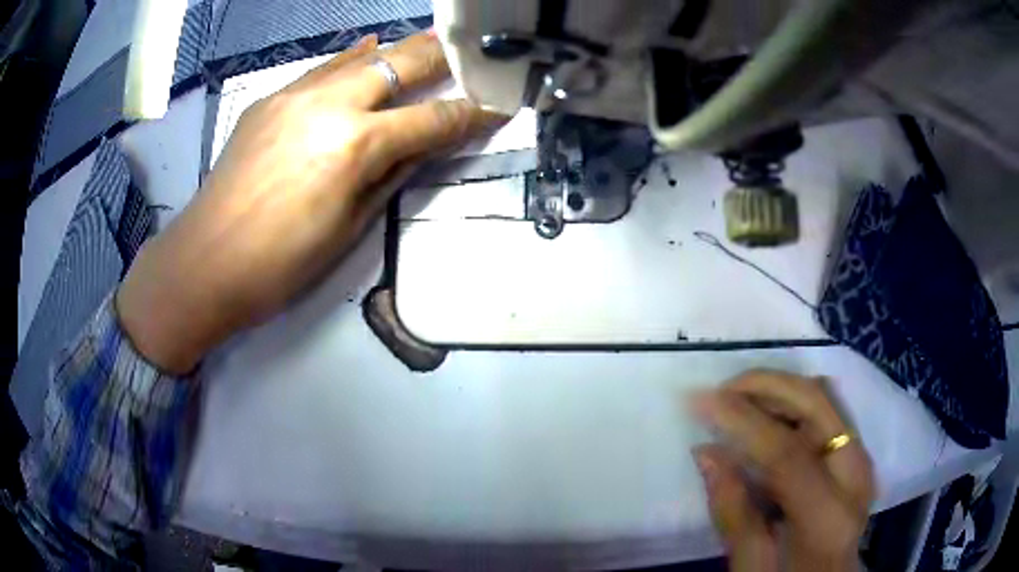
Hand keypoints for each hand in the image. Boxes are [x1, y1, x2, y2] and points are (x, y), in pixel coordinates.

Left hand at [117, 33, 500, 373]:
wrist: (205, 262)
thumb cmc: (281, 264)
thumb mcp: (350, 228)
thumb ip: (390, 177)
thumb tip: (420, 148)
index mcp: (356, 145)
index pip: (432, 120)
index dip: (471, 115)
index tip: (496, 108)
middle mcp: (331, 104)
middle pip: (401, 64)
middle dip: (443, 58)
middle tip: (470, 53)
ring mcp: (295, 95)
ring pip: (361, 56)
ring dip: (400, 51)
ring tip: (428, 44)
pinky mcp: (270, 99)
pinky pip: (322, 68)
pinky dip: (351, 58)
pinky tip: (367, 50)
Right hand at [691, 371, 874, 571]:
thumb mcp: (752, 567)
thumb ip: (733, 514)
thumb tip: (706, 452)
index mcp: (828, 516)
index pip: (787, 453)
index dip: (742, 420)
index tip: (699, 399)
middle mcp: (855, 474)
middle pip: (817, 404)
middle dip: (767, 385)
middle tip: (722, 388)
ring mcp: (861, 458)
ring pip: (825, 397)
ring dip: (780, 388)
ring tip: (738, 399)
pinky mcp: (857, 453)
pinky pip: (828, 409)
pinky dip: (794, 401)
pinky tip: (768, 413)